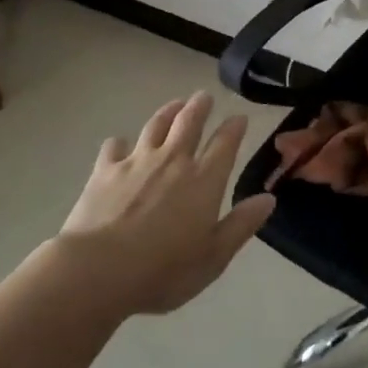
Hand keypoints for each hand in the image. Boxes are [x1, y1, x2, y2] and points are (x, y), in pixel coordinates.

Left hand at [56, 92, 274, 316]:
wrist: (98, 271)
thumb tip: (269, 198)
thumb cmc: (163, 270)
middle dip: (200, 106)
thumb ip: (242, 224)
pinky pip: (114, 147)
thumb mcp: (214, 256)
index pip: (225, 142)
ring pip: (155, 125)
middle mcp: (173, 160)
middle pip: (189, 122)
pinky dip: (120, 143)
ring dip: (167, 112)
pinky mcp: (104, 171)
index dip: (235, 127)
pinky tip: (120, 145)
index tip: (240, 117)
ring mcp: (137, 161)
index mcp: (204, 179)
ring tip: (174, 105)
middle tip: (204, 96)